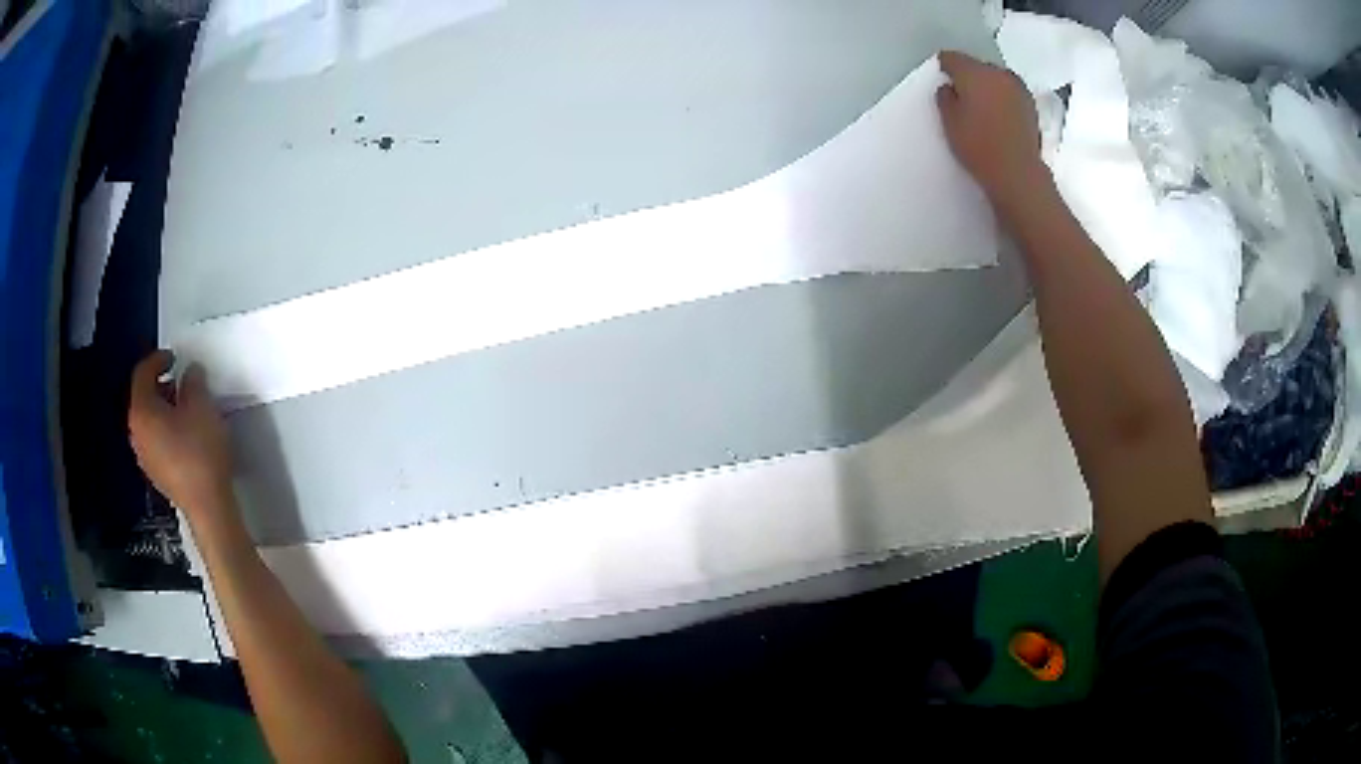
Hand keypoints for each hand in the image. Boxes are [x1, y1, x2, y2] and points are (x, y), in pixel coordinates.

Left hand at [128, 351, 235, 521]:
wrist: (208, 507)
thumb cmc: (201, 451)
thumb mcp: (202, 406)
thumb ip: (193, 381)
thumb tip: (189, 373)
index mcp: (142, 411)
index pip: (142, 374)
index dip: (157, 359)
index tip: (174, 357)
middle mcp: (136, 433)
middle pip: (143, 399)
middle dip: (161, 387)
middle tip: (181, 382)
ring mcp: (145, 457)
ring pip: (150, 423)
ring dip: (164, 410)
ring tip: (186, 410)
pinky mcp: (157, 475)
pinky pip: (157, 442)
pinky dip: (167, 431)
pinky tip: (187, 436)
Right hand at [935, 51, 1047, 216]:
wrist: (1018, 174)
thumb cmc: (979, 146)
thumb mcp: (949, 123)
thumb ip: (945, 98)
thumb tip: (950, 88)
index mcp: (975, 72)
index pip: (952, 58)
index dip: (944, 67)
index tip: (941, 78)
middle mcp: (999, 73)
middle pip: (977, 66)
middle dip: (968, 76)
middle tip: (961, 95)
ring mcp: (1019, 89)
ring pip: (996, 79)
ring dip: (988, 87)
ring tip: (981, 106)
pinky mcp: (1031, 106)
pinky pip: (1010, 93)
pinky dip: (1002, 99)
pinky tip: (998, 116)